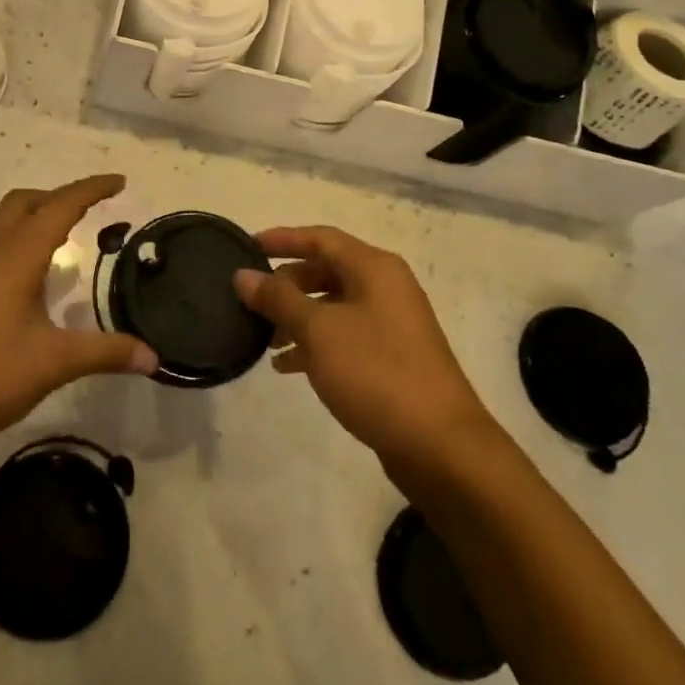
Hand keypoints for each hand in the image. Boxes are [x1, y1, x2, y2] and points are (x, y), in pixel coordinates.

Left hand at [0, 176, 157, 466]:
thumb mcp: (52, 363)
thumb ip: (106, 353)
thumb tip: (155, 357)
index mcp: (16, 254)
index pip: (61, 204)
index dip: (92, 189)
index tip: (120, 181)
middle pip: (26, 201)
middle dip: (61, 197)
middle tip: (94, 212)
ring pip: (6, 222)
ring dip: (38, 218)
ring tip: (68, 243)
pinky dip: (20, 242)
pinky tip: (31, 281)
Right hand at [235, 227, 489, 480]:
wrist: (441, 447)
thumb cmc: (376, 373)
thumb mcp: (318, 331)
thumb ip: (278, 299)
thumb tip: (243, 274)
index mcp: (374, 269)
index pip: (320, 238)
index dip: (282, 239)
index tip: (246, 247)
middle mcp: (386, 288)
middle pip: (326, 270)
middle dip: (286, 284)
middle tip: (252, 300)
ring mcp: (391, 324)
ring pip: (333, 306)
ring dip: (297, 317)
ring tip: (264, 338)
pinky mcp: (391, 358)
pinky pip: (344, 336)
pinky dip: (315, 344)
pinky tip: (287, 367)